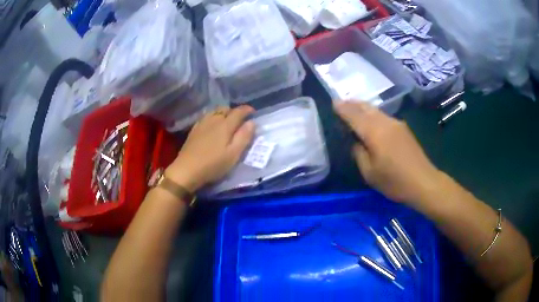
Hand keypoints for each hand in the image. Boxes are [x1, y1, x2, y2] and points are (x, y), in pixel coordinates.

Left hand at [165, 106, 254, 192]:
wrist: (186, 170)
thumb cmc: (213, 164)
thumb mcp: (233, 154)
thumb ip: (244, 137)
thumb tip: (252, 122)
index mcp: (225, 125)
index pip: (238, 111)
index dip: (247, 110)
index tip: (253, 112)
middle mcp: (213, 120)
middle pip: (225, 108)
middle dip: (234, 111)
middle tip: (240, 120)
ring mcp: (202, 124)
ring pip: (214, 111)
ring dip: (223, 113)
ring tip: (227, 122)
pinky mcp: (194, 130)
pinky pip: (206, 117)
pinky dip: (213, 117)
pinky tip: (212, 126)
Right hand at [334, 101, 441, 203]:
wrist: (424, 182)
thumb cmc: (394, 181)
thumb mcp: (370, 173)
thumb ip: (359, 154)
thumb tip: (356, 142)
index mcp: (374, 132)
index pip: (354, 115)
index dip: (343, 108)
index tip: (333, 103)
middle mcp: (385, 122)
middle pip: (366, 107)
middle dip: (352, 103)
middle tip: (341, 102)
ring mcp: (396, 124)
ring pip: (376, 110)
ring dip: (363, 107)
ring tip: (354, 108)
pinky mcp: (403, 129)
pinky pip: (383, 116)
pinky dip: (373, 114)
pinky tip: (371, 120)